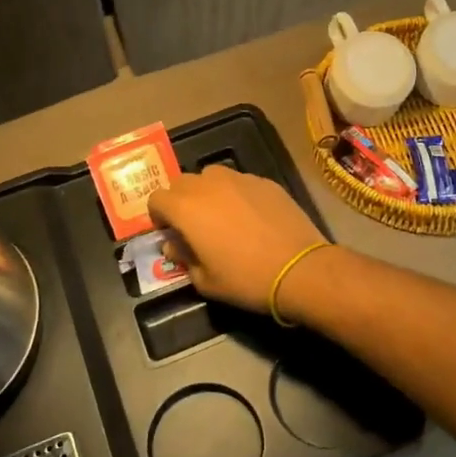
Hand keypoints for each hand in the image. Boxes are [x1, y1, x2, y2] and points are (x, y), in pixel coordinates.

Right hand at [148, 165, 324, 312]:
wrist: (299, 269)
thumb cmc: (245, 279)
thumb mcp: (205, 280)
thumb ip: (183, 258)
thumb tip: (174, 244)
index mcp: (186, 208)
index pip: (156, 198)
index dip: (158, 215)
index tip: (168, 232)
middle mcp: (208, 185)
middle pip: (181, 182)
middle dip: (180, 200)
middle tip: (192, 224)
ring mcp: (239, 179)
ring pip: (210, 176)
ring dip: (207, 191)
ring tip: (220, 215)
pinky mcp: (264, 181)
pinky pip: (239, 181)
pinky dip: (235, 193)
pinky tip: (250, 216)